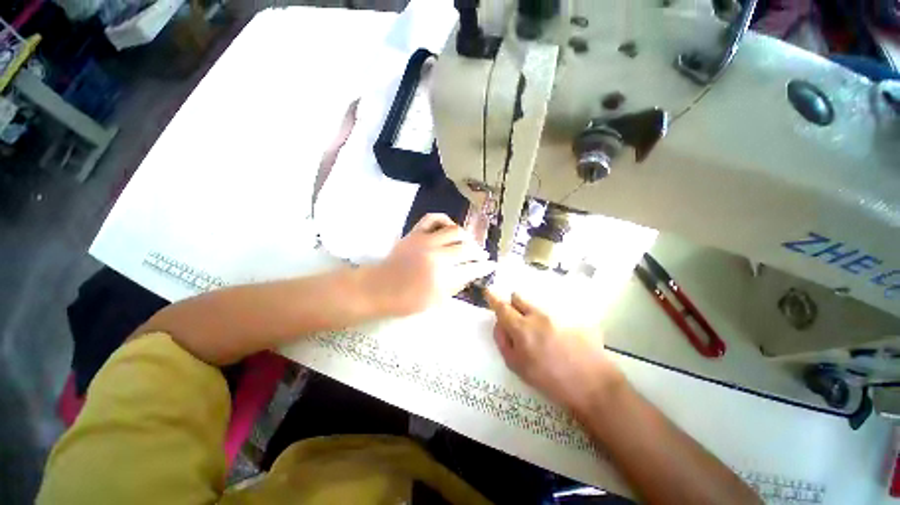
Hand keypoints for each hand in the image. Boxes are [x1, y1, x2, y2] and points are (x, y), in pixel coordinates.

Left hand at [369, 214, 494, 315]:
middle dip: (479, 252)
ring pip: (455, 231)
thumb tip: (471, 273)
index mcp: (443, 277)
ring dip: (466, 237)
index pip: (472, 269)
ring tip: (468, 243)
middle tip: (481, 256)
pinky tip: (449, 227)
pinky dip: (445, 220)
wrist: (379, 288)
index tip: (491, 265)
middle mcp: (438, 256)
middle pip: (467, 249)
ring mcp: (426, 242)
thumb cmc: (407, 301)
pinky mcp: (415, 233)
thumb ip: (457, 285)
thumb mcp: (436, 301)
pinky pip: (433, 218)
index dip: (485, 267)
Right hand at [486, 290, 623, 413]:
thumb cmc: (550, 380)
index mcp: (522, 328)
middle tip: (516, 319)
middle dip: (513, 304)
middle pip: (519, 298)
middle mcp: (538, 315)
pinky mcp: (573, 317)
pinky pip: (555, 313)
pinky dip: (551, 321)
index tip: (488, 291)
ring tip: (542, 335)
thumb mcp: (517, 366)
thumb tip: (500, 325)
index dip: (493, 298)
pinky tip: (561, 340)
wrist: (594, 386)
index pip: (502, 307)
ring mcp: (558, 315)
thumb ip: (503, 341)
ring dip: (532, 314)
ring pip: (537, 306)